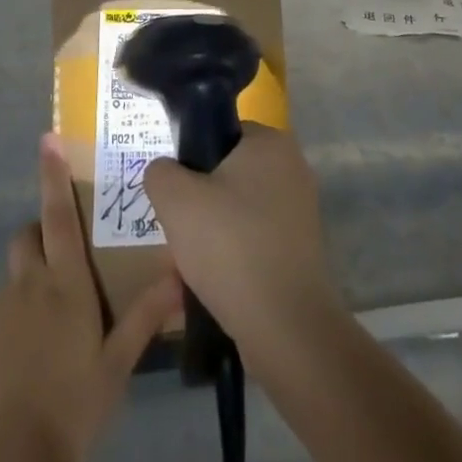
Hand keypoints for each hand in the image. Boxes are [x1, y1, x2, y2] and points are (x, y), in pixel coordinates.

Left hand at [0, 135, 179, 461]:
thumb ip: (144, 317)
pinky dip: (1, 323)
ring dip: (23, 287)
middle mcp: (28, 284)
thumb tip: (178, 274)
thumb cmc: (69, 406)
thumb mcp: (115, 366)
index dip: (53, 176)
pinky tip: (12, 359)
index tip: (46, 140)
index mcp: (65, 283)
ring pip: (9, 279)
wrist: (0, 459)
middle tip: (59, 263)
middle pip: (27, 237)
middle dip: (39, 235)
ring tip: (38, 328)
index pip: (60, 215)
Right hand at [141, 124, 344, 356]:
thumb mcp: (175, 199)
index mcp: (271, 142)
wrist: (285, 327)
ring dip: (210, 237)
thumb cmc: (230, 246)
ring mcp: (300, 213)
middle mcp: (292, 169)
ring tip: (187, 267)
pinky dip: (231, 261)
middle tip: (178, 233)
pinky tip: (208, 288)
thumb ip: (160, 172)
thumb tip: (165, 172)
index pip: (220, 135)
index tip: (175, 193)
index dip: (191, 161)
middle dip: (198, 206)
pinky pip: (253, 244)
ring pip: (237, 214)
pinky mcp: (301, 252)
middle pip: (227, 177)